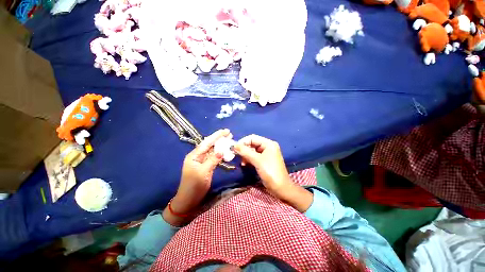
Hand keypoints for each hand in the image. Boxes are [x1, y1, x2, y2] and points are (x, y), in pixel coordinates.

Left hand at [163, 129, 229, 225]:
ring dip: (220, 145)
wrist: (189, 200)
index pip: (206, 143)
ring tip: (229, 140)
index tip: (226, 131)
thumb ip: (213, 160)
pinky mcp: (206, 166)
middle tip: (229, 134)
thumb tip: (221, 151)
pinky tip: (225, 150)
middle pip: (210, 145)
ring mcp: (202, 161)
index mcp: (194, 155)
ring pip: (212, 150)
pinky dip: (220, 153)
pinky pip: (214, 157)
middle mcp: (198, 156)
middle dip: (219, 139)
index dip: (216, 136)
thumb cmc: (194, 186)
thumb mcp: (203, 172)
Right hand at [233, 135, 291, 196]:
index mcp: (268, 144)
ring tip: (242, 162)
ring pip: (252, 150)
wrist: (281, 188)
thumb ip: (245, 152)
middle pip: (252, 144)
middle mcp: (268, 146)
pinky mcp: (264, 160)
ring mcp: (266, 154)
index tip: (234, 148)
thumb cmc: (270, 172)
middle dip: (244, 149)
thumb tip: (234, 146)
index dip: (243, 142)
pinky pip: (254, 156)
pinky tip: (245, 164)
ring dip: (245, 155)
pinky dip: (249, 159)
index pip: (253, 138)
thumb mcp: (257, 161)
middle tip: (237, 156)